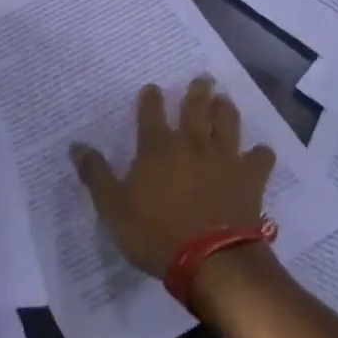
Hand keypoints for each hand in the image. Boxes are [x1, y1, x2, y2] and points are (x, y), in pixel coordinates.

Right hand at [69, 76, 276, 277]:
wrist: (210, 258)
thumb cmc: (155, 233)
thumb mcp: (113, 208)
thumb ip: (96, 174)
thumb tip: (76, 145)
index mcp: (157, 147)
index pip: (151, 113)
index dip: (150, 98)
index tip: (152, 88)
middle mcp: (192, 143)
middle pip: (196, 108)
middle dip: (197, 91)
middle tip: (203, 79)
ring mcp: (224, 158)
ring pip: (228, 123)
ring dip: (226, 109)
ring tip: (225, 100)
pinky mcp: (250, 177)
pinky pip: (260, 157)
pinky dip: (260, 153)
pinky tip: (260, 153)